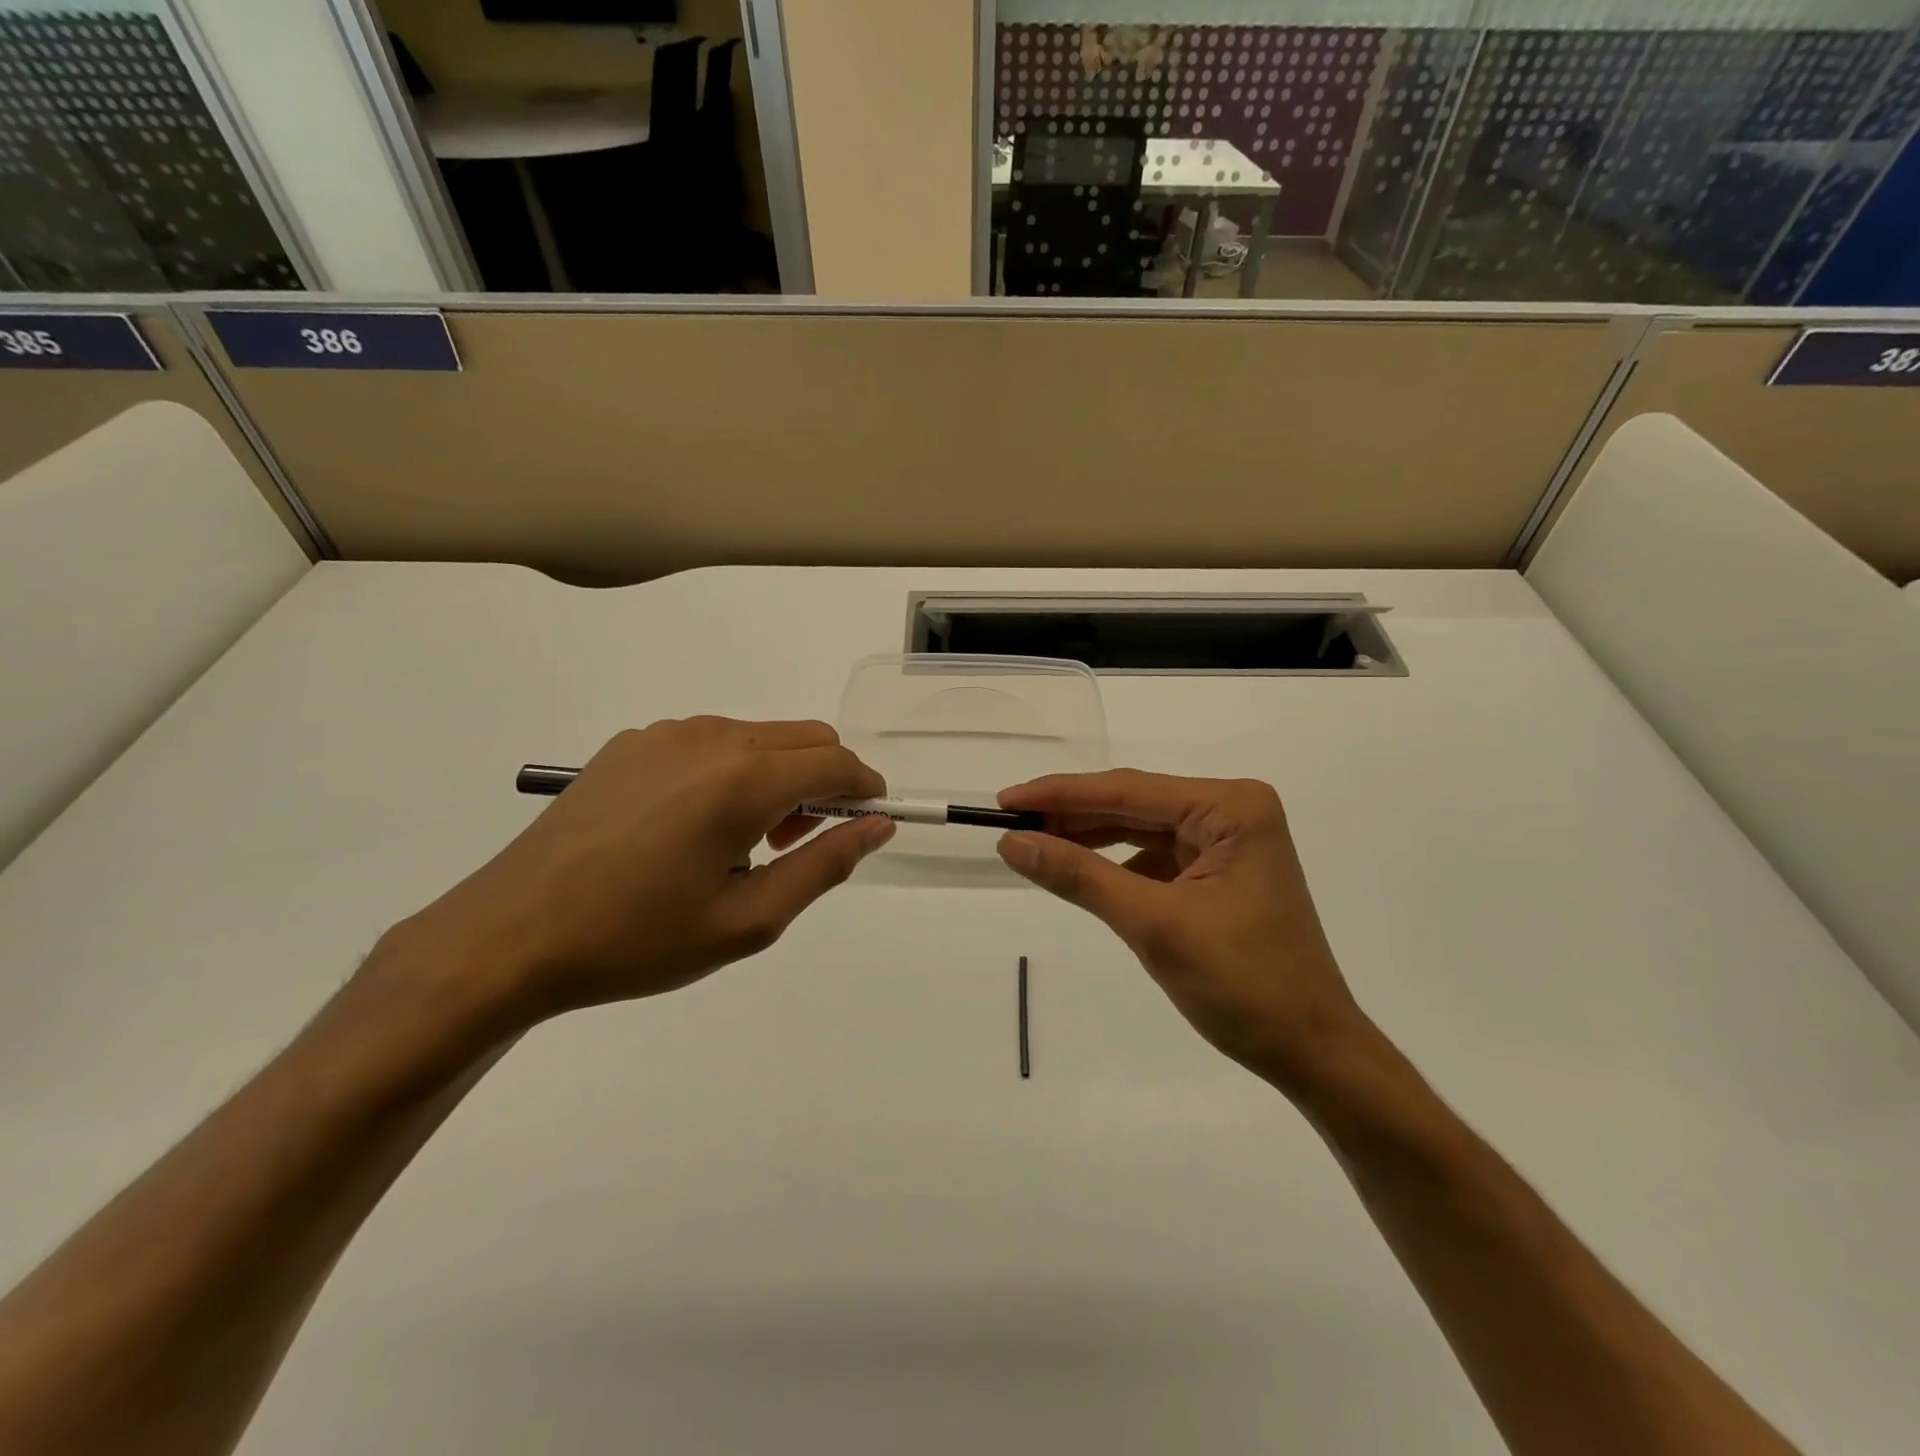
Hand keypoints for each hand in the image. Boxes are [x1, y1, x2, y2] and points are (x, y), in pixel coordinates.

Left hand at [383, 718, 892, 1029]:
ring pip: (759, 736)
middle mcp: (710, 737)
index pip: (836, 762)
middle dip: (824, 781)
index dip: (865, 790)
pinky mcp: (631, 743)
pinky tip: (693, 827)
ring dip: (778, 775)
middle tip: (798, 843)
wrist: (510, 936)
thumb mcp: (749, 920)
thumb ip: (825, 865)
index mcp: (743, 779)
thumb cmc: (638, 939)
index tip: (867, 823)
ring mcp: (665, 734)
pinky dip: (732, 771)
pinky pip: (710, 742)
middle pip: (805, 737)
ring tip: (744, 841)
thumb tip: (877, 826)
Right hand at [995, 770, 1367, 1091]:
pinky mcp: (1218, 872)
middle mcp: (1232, 812)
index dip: (1060, 794)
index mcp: (1231, 808)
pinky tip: (1081, 873)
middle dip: (1072, 816)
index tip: (1005, 800)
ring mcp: (1227, 842)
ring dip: (1089, 839)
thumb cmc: (1244, 984)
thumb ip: (1080, 876)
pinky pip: (1153, 856)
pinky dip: (1115, 865)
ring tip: (1033, 845)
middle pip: (1133, 804)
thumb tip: (1013, 843)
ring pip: (1139, 829)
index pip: (1128, 791)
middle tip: (1011, 825)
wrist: (1312, 1052)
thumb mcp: (1153, 925)